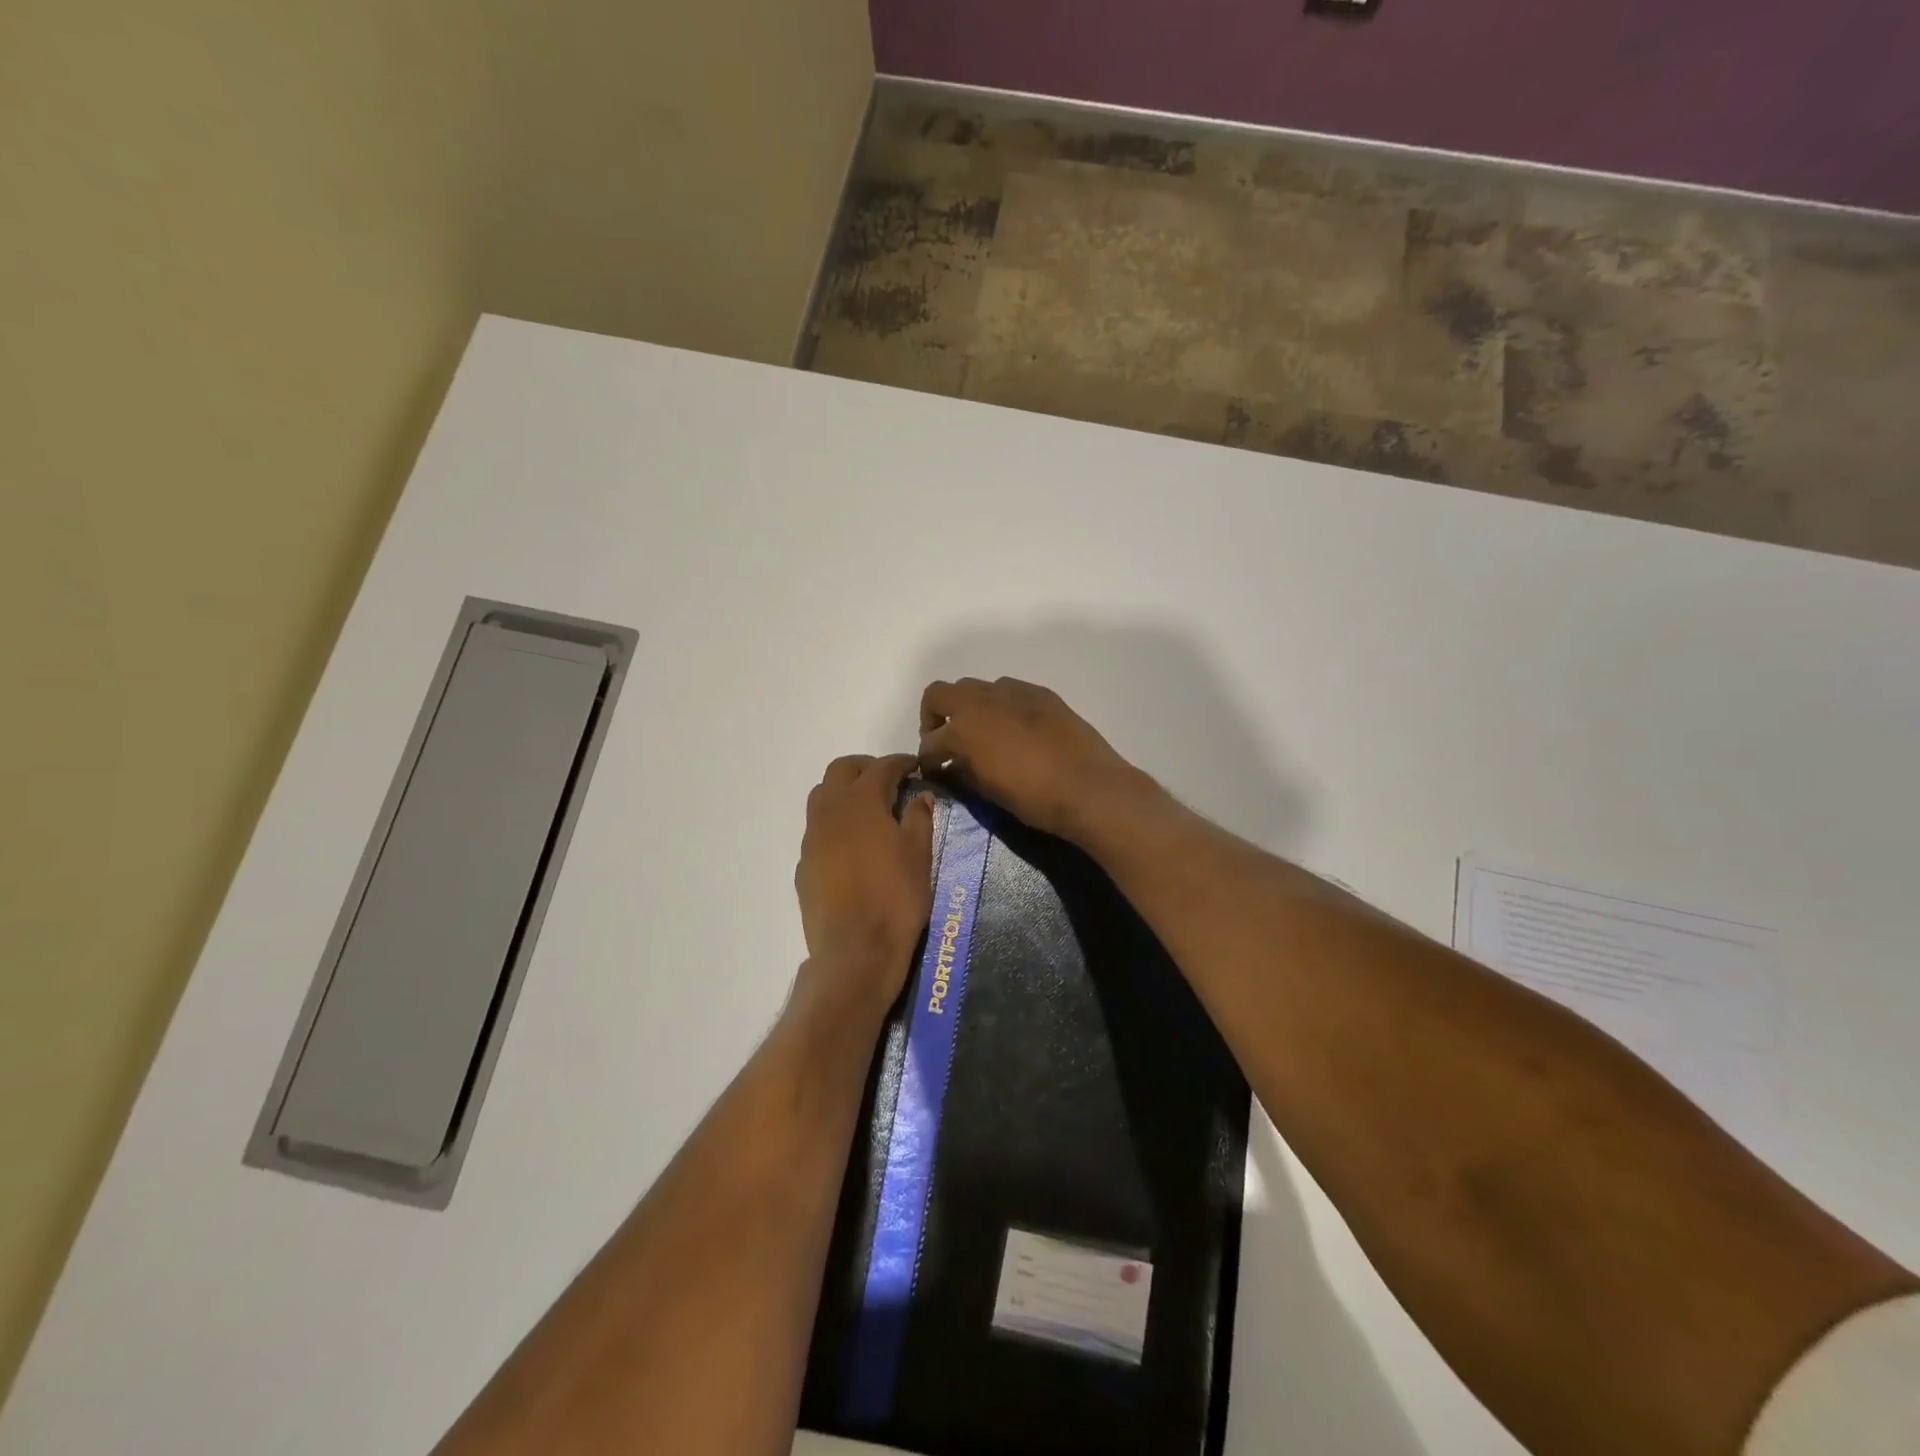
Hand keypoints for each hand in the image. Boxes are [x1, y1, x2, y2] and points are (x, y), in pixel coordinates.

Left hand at [794, 754, 935, 1006]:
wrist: (855, 950)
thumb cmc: (896, 898)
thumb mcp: (919, 856)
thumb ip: (919, 819)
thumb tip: (920, 796)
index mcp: (862, 802)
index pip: (881, 768)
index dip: (900, 763)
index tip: (914, 767)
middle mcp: (830, 811)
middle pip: (841, 770)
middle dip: (866, 768)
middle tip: (889, 782)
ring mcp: (812, 838)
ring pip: (822, 796)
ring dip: (844, 792)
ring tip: (869, 810)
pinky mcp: (804, 864)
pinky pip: (817, 830)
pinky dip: (835, 824)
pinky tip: (853, 846)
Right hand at [917, 678, 1146, 841]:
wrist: (1089, 787)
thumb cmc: (1033, 798)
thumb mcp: (987, 791)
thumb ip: (963, 772)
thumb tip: (952, 765)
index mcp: (962, 728)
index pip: (930, 740)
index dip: (928, 758)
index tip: (934, 770)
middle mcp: (981, 700)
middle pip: (941, 694)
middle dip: (937, 717)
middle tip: (949, 742)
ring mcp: (1013, 692)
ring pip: (976, 688)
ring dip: (970, 707)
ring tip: (984, 734)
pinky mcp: (1041, 693)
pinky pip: (1010, 692)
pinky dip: (1002, 706)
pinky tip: (1016, 730)